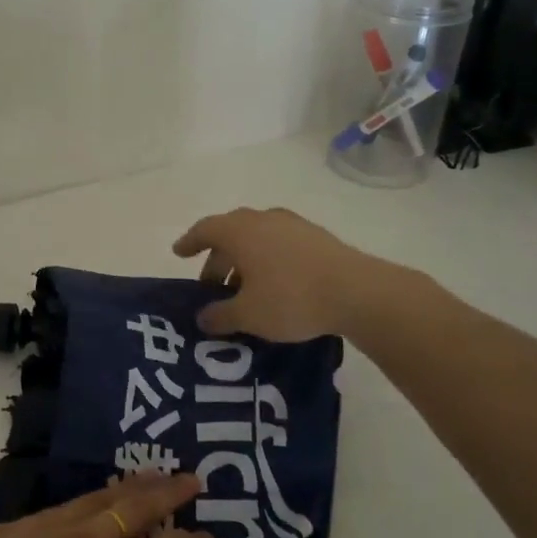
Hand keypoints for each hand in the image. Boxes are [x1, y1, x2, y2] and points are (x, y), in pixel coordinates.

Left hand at [0, 475, 215, 537]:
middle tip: (191, 478)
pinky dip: (79, 508)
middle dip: (169, 491)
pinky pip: (53, 513)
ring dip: (126, 488)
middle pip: (134, 507)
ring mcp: (39, 532)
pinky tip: (82, 511)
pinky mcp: (6, 530)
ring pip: (93, 499)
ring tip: (146, 478)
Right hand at [173, 206, 401, 339]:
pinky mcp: (317, 237)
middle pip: (231, 234)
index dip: (189, 242)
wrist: (357, 292)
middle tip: (212, 286)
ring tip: (244, 290)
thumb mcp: (248, 315)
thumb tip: (202, 317)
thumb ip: (220, 315)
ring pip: (257, 239)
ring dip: (244, 261)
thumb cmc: (291, 298)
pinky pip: (280, 244)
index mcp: (239, 231)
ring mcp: (293, 225)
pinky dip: (268, 261)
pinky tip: (275, 285)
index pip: (205, 229)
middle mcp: (263, 220)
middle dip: (218, 259)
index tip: (179, 253)